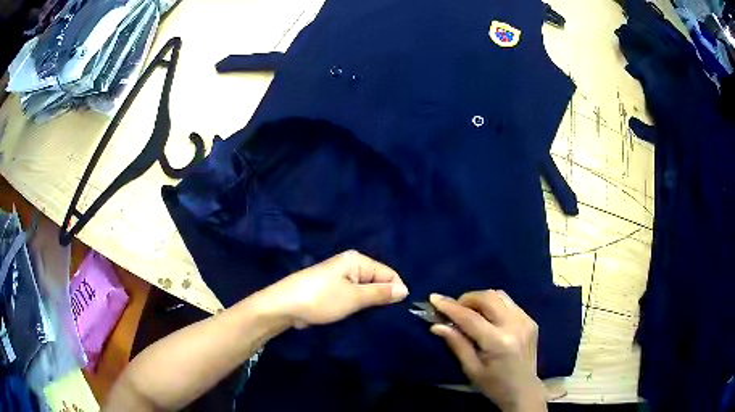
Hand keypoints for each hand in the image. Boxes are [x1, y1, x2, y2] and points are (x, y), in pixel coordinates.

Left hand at [257, 250, 408, 328]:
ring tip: (373, 318)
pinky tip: (360, 317)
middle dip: (382, 298)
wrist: (284, 306)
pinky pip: (353, 296)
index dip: (396, 291)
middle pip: (377, 281)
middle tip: (386, 317)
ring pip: (365, 290)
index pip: (389, 273)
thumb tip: (405, 290)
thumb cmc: (321, 299)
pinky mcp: (332, 290)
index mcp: (357, 260)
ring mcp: (340, 278)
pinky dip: (358, 305)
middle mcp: (350, 265)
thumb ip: (380, 293)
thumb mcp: (354, 297)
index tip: (398, 311)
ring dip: (370, 303)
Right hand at [430, 291, 546, 411]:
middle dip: (467, 299)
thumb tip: (437, 325)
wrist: (524, 390)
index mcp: (498, 342)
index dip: (450, 306)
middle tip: (454, 309)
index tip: (434, 298)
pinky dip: (494, 305)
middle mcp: (515, 325)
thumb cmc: (494, 385)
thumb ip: (457, 344)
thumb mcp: (471, 369)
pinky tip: (487, 318)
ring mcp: (526, 320)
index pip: (470, 317)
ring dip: (481, 299)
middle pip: (488, 298)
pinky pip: (509, 303)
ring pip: (500, 296)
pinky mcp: (531, 320)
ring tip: (469, 312)